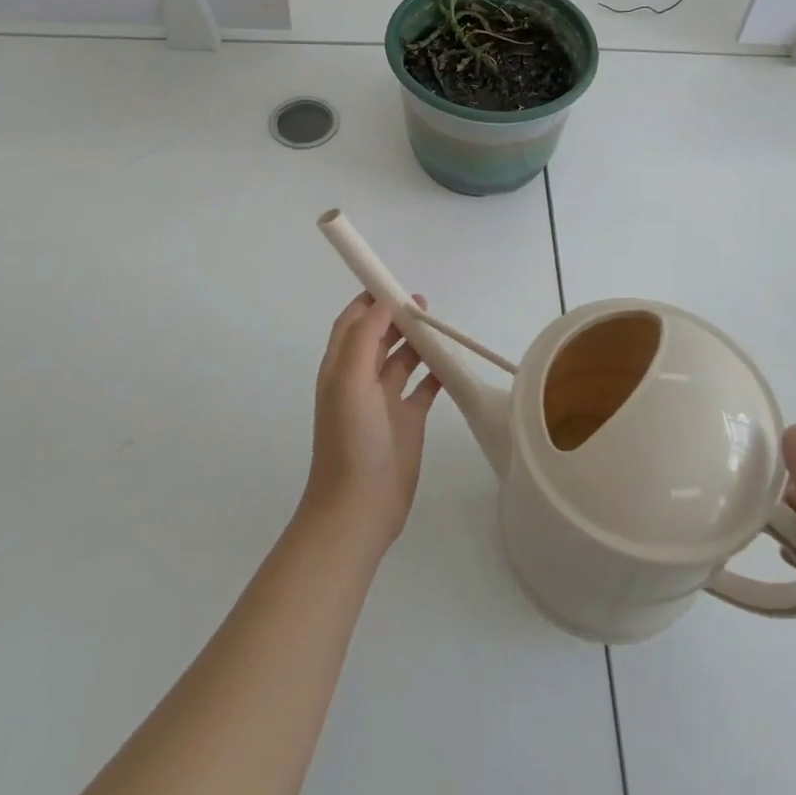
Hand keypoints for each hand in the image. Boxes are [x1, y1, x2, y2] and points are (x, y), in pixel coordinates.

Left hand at [299, 294, 441, 551]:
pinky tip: (454, 364)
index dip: (370, 301)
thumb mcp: (349, 382)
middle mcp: (361, 380)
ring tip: (441, 328)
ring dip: (418, 342)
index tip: (395, 284)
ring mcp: (385, 402)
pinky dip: (437, 373)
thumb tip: (382, 303)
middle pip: (380, 337)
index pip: (353, 323)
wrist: (358, 509)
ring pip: (403, 360)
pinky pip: (424, 388)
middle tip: (425, 305)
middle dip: (398, 317)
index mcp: (341, 368)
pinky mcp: (408, 422)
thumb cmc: (350, 441)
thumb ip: (364, 339)